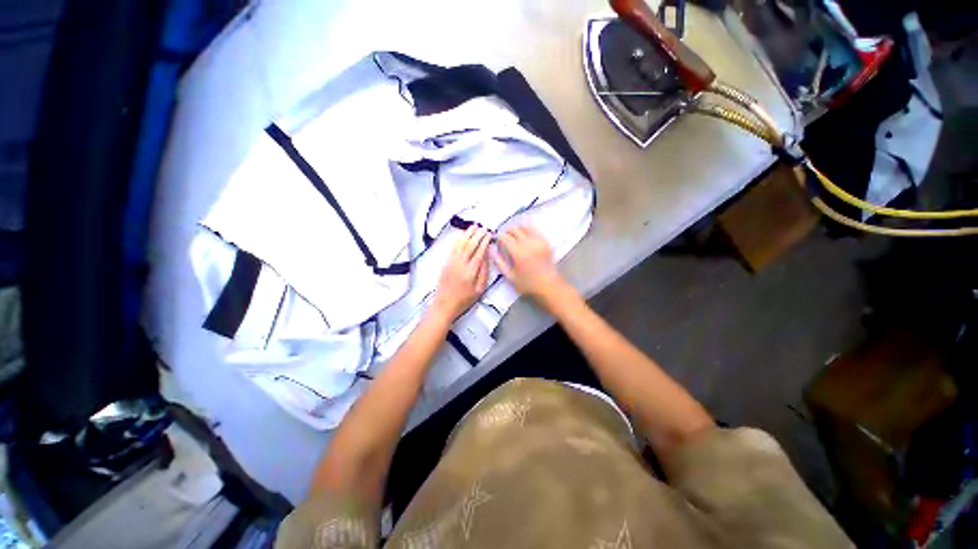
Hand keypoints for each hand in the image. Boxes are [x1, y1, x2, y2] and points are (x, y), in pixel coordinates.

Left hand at [432, 225, 490, 319]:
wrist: (444, 304)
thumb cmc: (464, 299)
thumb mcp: (479, 289)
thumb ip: (484, 272)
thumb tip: (487, 256)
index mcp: (471, 271)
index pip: (479, 252)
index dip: (484, 241)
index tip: (489, 234)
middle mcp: (461, 263)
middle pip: (470, 245)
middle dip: (477, 235)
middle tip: (483, 227)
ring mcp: (452, 262)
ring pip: (461, 244)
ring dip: (468, 234)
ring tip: (474, 226)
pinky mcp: (446, 262)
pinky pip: (453, 247)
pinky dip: (458, 239)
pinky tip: (462, 234)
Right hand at [492, 225, 564, 300]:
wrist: (549, 286)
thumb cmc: (528, 284)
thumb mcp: (510, 277)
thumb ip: (499, 263)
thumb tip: (491, 250)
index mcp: (518, 252)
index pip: (504, 237)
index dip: (498, 238)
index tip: (497, 242)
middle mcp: (528, 243)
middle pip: (514, 229)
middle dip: (507, 232)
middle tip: (505, 239)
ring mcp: (538, 241)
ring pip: (524, 226)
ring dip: (517, 229)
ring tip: (515, 236)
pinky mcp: (545, 241)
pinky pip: (535, 229)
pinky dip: (528, 228)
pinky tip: (525, 233)